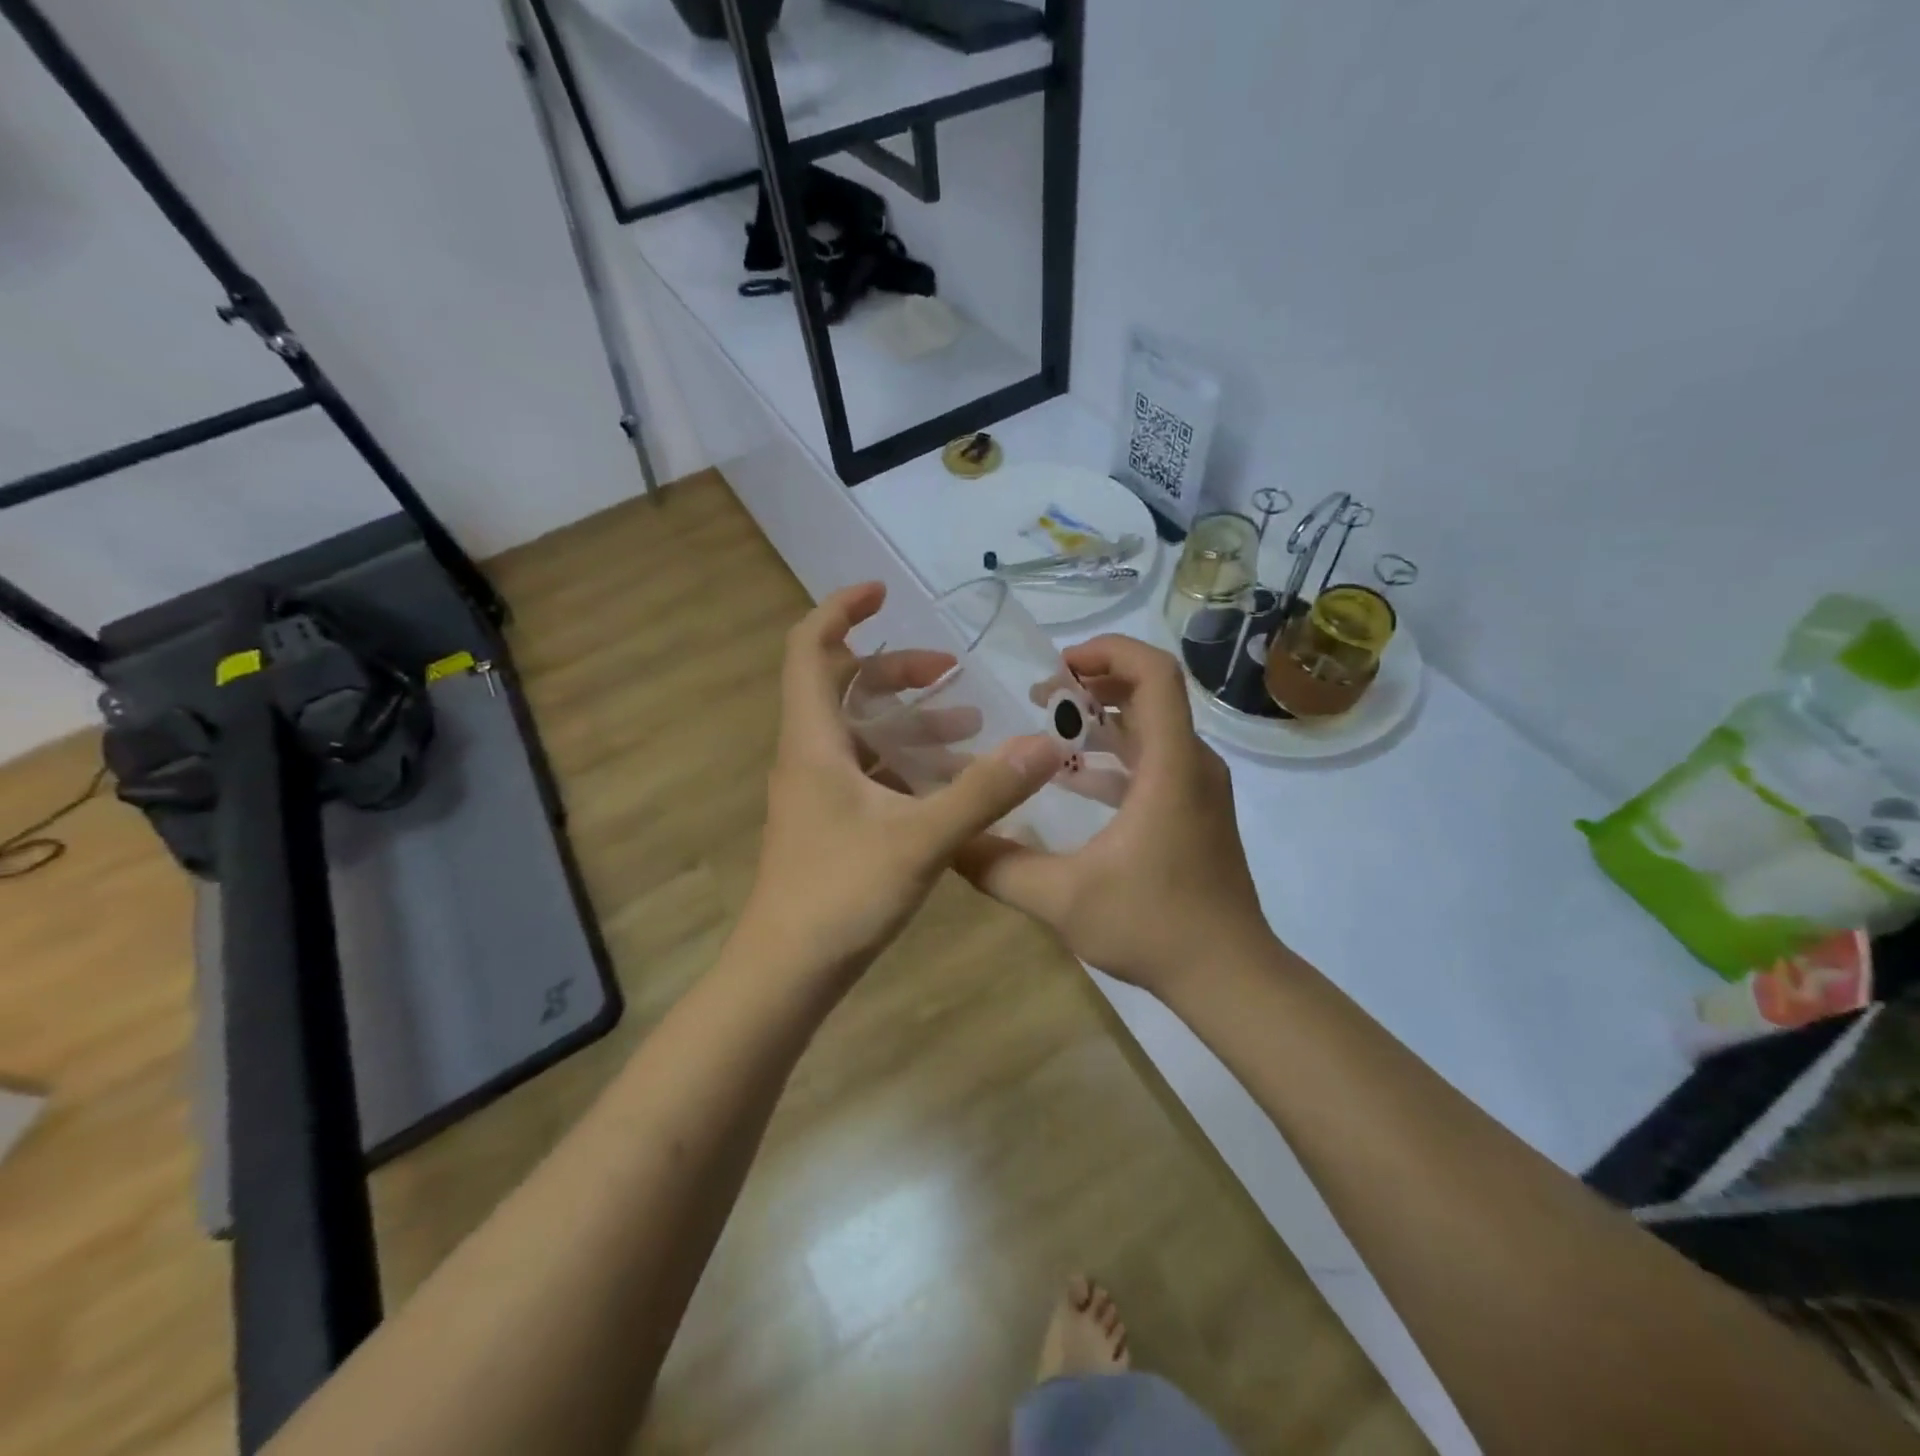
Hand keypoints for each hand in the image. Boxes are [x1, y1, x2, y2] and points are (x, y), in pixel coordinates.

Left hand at [740, 582, 1062, 977]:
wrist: (786, 974)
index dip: (840, 611)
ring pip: (859, 732)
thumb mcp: (922, 840)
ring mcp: (816, 793)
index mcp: (813, 741)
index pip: (808, 649)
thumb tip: (1044, 743)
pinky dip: (906, 762)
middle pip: (841, 686)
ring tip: (968, 724)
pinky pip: (868, 772)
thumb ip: (984, 791)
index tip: (883, 592)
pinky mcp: (829, 823)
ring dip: (908, 720)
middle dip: (895, 669)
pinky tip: (950, 782)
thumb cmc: (841, 896)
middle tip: (948, 670)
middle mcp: (808, 756)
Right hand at [956, 634, 1273, 997]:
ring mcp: (1199, 788)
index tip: (1058, 666)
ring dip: (1102, 721)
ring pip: (1152, 729)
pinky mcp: (1196, 811)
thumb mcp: (1062, 899)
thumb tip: (947, 841)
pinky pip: (1155, 762)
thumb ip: (999, 867)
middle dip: (1093, 684)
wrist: (1229, 976)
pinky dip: (1116, 757)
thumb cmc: (1153, 926)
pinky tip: (1073, 781)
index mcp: (1170, 766)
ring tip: (1047, 731)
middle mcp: (1192, 764)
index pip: (1155, 673)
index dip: (1109, 651)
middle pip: (1150, 694)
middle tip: (1038, 698)